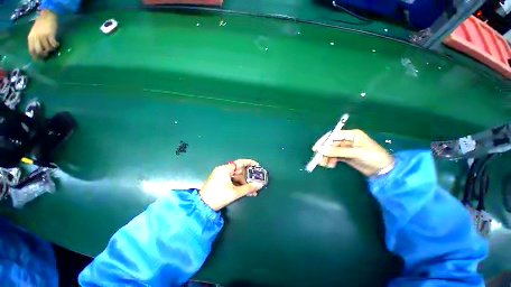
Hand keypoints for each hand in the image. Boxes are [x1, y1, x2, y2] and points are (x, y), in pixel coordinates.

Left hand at [28, 10, 59, 59]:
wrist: (47, 16)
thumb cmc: (41, 25)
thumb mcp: (35, 33)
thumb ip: (35, 41)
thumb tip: (38, 52)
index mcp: (31, 38)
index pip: (31, 50)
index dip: (35, 56)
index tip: (39, 60)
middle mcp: (36, 37)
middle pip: (39, 51)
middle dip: (44, 54)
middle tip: (47, 54)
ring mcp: (43, 36)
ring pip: (47, 48)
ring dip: (51, 49)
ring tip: (53, 48)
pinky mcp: (50, 35)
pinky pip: (53, 44)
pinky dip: (55, 46)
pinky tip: (57, 44)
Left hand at [199, 159, 264, 210]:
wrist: (203, 207)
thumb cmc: (218, 196)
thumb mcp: (235, 192)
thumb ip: (249, 188)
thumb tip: (260, 185)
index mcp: (225, 169)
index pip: (240, 162)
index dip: (250, 163)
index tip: (257, 166)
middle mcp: (223, 170)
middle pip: (239, 171)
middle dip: (248, 177)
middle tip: (257, 181)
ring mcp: (221, 176)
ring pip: (236, 178)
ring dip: (244, 184)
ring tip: (252, 190)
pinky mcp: (220, 182)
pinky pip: (232, 181)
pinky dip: (239, 185)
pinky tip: (246, 191)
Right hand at [312, 129, 394, 176]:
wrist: (385, 171)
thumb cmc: (374, 158)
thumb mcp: (355, 153)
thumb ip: (337, 151)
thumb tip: (320, 150)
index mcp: (351, 135)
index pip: (333, 135)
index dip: (323, 141)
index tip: (316, 149)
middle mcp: (347, 140)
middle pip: (331, 144)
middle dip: (324, 152)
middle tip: (318, 160)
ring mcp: (346, 148)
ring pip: (331, 151)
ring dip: (326, 157)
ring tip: (324, 164)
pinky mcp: (346, 156)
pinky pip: (334, 156)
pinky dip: (330, 160)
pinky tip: (331, 165)